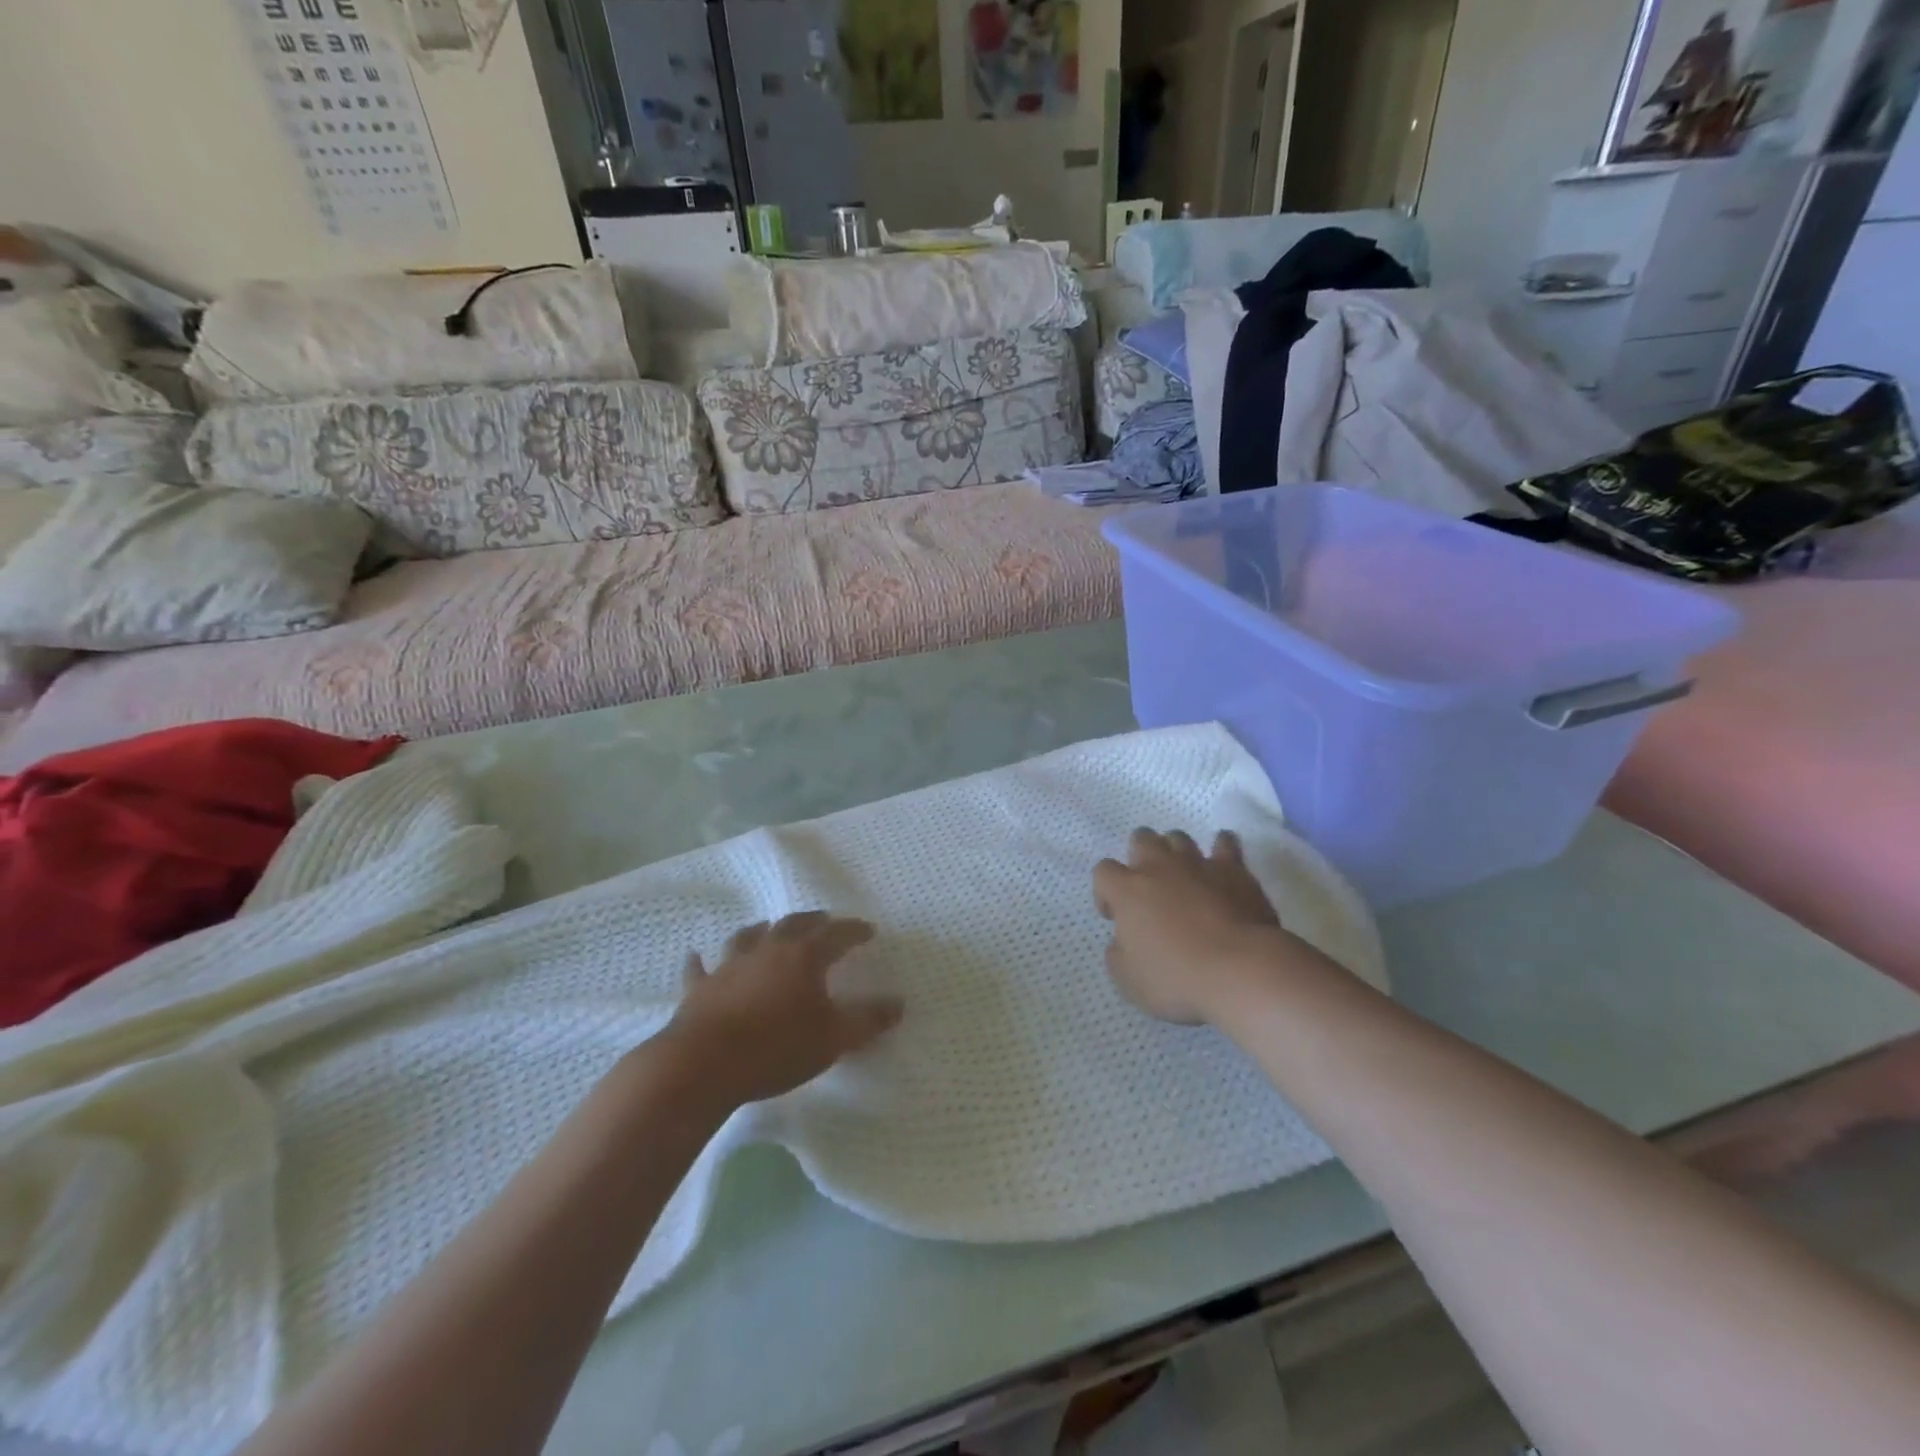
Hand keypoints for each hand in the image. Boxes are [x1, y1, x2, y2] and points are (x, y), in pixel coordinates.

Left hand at [660, 912, 903, 1107]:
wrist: (703, 1065)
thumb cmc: (776, 1048)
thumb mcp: (833, 1038)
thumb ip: (868, 1020)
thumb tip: (899, 1004)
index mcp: (803, 957)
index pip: (836, 935)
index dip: (854, 931)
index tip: (869, 931)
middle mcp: (767, 950)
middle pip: (793, 925)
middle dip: (812, 922)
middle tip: (824, 921)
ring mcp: (730, 966)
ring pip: (748, 937)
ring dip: (761, 930)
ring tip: (768, 927)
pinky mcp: (700, 989)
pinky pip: (701, 969)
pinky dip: (702, 961)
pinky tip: (697, 955)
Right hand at [1094, 828, 1287, 1025]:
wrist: (1240, 970)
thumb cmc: (1177, 978)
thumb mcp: (1128, 980)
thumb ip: (1118, 953)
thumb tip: (1123, 941)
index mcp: (1128, 891)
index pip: (1103, 871)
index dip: (1104, 891)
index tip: (1114, 916)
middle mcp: (1159, 867)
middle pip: (1141, 839)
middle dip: (1139, 857)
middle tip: (1149, 888)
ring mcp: (1198, 864)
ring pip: (1178, 838)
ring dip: (1175, 851)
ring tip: (1183, 875)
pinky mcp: (1234, 869)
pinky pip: (1225, 843)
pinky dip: (1221, 848)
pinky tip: (1222, 860)